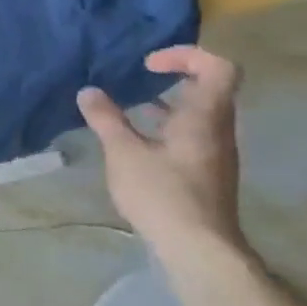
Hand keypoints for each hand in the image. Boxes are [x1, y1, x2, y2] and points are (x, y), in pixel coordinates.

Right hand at [77, 46, 252, 265]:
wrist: (199, 250)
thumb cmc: (163, 193)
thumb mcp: (124, 152)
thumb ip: (106, 119)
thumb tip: (88, 92)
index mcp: (205, 116)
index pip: (218, 67)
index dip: (186, 55)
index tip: (149, 66)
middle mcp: (218, 129)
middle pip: (210, 88)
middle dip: (173, 78)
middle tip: (138, 81)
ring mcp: (217, 153)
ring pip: (199, 114)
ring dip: (168, 104)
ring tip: (130, 110)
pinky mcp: (208, 173)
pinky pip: (193, 135)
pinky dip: (168, 127)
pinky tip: (138, 144)